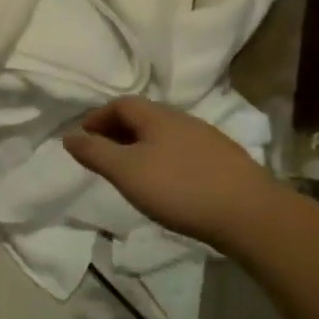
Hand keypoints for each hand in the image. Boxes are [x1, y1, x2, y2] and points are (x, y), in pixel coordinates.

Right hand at [63, 96, 277, 248]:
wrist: (250, 214)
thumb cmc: (179, 188)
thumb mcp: (126, 172)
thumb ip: (94, 152)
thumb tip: (69, 136)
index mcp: (157, 117)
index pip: (121, 104)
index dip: (98, 117)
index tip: (83, 137)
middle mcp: (184, 120)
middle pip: (144, 117)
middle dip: (118, 131)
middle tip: (102, 154)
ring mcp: (209, 140)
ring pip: (165, 135)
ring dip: (142, 146)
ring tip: (132, 171)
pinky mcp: (226, 162)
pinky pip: (184, 151)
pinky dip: (165, 159)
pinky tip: (167, 183)